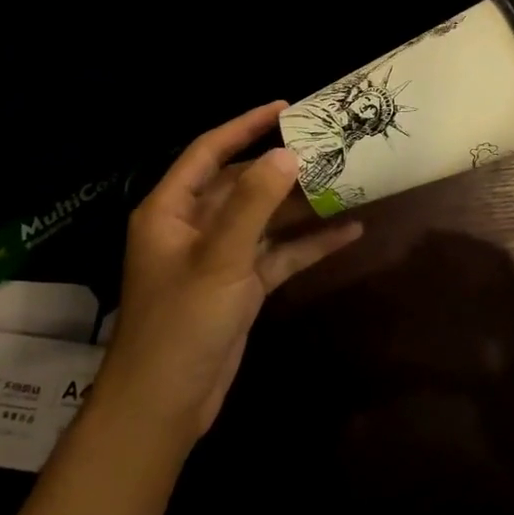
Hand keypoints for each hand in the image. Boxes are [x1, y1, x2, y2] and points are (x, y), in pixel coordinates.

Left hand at [100, 102, 361, 443]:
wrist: (164, 407)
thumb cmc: (180, 324)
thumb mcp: (219, 258)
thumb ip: (253, 203)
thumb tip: (287, 153)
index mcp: (171, 210)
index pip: (209, 151)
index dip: (245, 125)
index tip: (287, 108)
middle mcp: (194, 226)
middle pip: (243, 183)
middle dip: (284, 166)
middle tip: (329, 145)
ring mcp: (220, 257)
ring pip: (266, 218)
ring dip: (302, 205)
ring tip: (348, 181)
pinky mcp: (241, 286)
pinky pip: (278, 254)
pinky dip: (309, 244)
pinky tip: (349, 231)